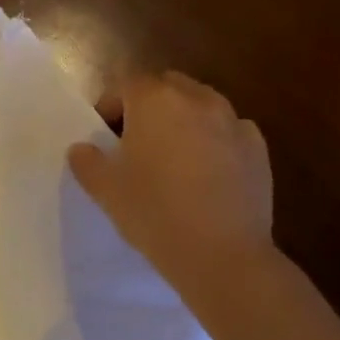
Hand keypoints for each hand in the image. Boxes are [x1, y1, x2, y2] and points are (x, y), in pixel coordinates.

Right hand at [67, 72, 274, 303]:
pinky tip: (208, 173)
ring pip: (201, 105)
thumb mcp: (105, 190)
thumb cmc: (154, 213)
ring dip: (184, 120)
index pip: (126, 85)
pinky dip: (216, 140)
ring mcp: (233, 121)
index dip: (111, 106)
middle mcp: (196, 99)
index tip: (105, 137)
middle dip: (150, 105)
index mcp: (154, 101)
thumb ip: (87, 162)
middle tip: (137, 142)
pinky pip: (229, 131)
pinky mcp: (258, 148)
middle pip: (167, 87)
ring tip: (174, 157)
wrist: (222, 254)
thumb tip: (81, 149)